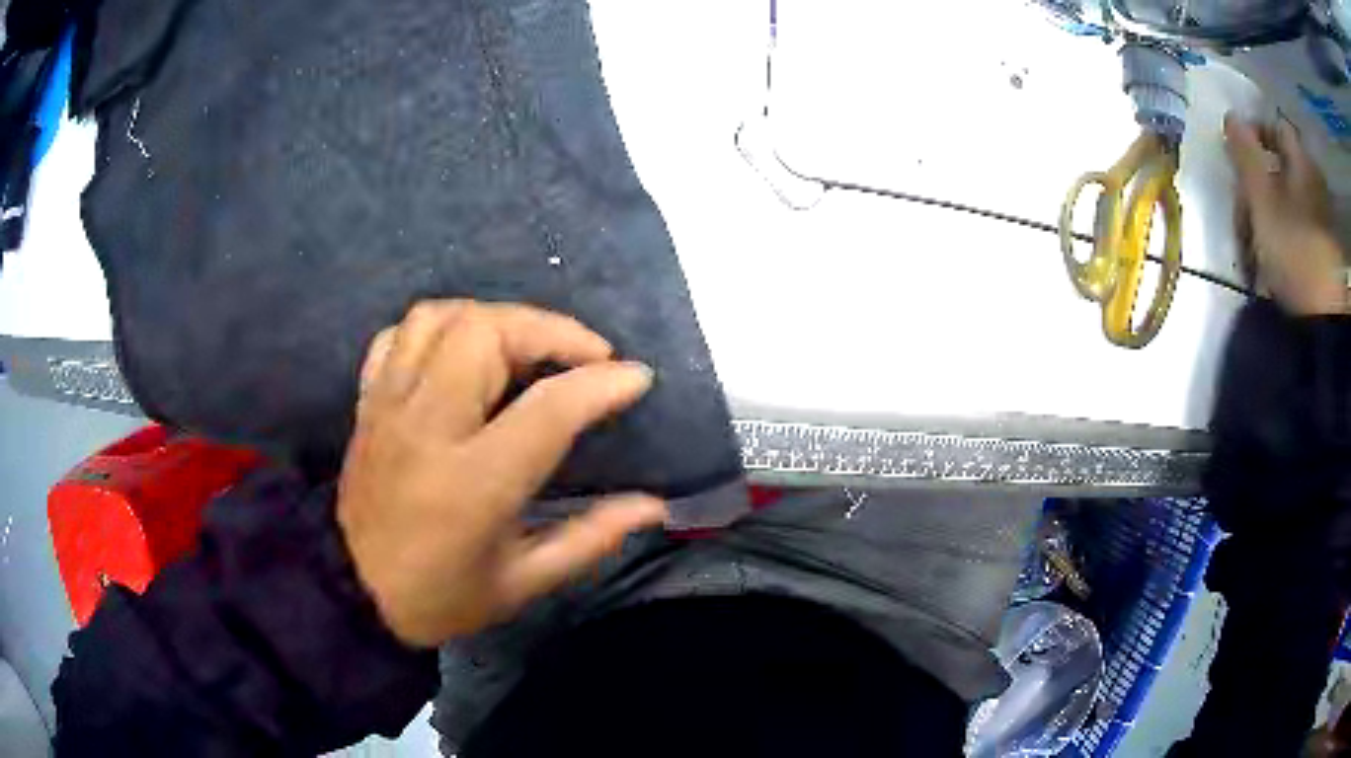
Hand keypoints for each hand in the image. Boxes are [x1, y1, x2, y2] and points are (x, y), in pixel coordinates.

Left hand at [336, 300, 668, 648]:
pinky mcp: (369, 400)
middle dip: (549, 330)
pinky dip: (440, 327)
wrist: (352, 594)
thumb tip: (653, 506)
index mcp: (472, 483)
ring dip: (496, 318)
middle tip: (585, 356)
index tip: (637, 377)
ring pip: (440, 318)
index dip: (601, 384)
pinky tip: (463, 350)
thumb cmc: (441, 597)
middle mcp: (427, 427)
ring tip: (528, 344)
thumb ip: (591, 538)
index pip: (547, 409)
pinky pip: (400, 334)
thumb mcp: (523, 583)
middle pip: (486, 333)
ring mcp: (390, 405)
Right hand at [1226, 114, 1345, 315]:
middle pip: (1282, 166)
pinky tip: (1272, 253)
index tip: (1237, 152)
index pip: (1276, 129)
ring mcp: (1321, 221)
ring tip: (1254, 235)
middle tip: (1242, 202)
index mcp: (1302, 162)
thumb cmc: (1293, 249)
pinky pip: (1298, 228)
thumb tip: (1230, 116)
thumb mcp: (1262, 197)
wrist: (1323, 321)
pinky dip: (1282, 232)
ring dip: (1269, 209)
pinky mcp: (1322, 253)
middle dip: (1260, 178)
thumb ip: (1245, 153)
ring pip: (1288, 199)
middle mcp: (1314, 184)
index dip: (1256, 133)